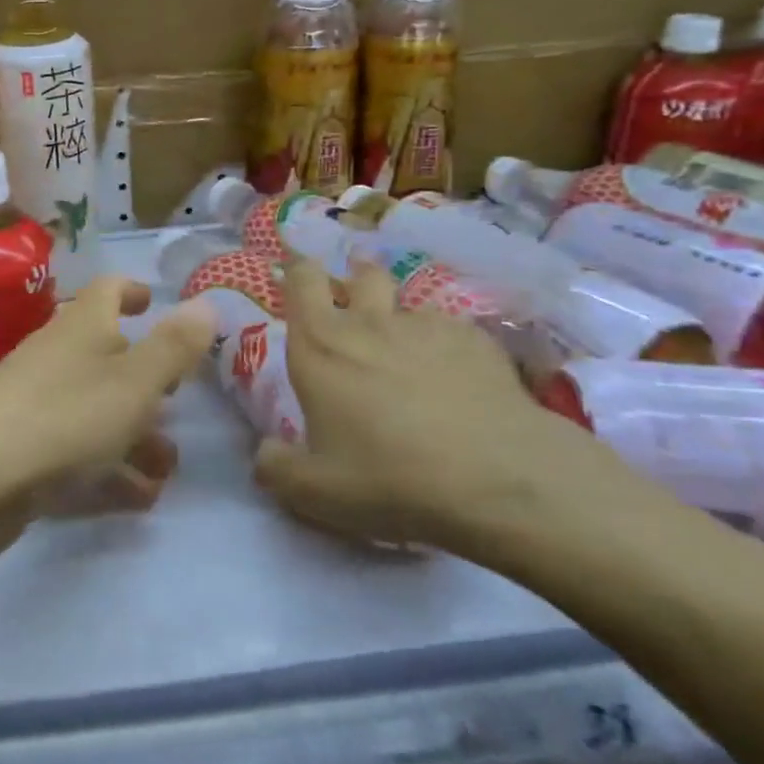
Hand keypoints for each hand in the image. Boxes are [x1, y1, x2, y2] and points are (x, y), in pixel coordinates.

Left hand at [0, 278, 217, 552]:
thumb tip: (206, 302)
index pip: (107, 291)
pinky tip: (138, 498)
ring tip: (167, 468)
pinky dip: (108, 467)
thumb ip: (174, 346)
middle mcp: (57, 356)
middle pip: (105, 354)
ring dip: (134, 433)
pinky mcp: (22, 447)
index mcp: (82, 327)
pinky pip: (76, 449)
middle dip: (144, 379)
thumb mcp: (135, 381)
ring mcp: (35, 401)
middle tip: (176, 400)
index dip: (131, 291)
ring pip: (94, 408)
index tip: (151, 301)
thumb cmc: (66, 416)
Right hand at [254, 259, 607, 554]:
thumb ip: (276, 467)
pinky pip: (452, 332)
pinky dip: (447, 349)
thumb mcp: (315, 491)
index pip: (301, 279)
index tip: (297, 279)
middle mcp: (369, 322)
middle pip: (361, 273)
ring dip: (403, 321)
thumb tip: (266, 452)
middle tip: (358, 304)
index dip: (298, 271)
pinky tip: (461, 384)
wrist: (498, 480)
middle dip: (356, 279)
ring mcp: (427, 325)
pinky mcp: (476, 340)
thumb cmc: (390, 478)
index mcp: (320, 345)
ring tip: (414, 358)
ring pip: (409, 304)